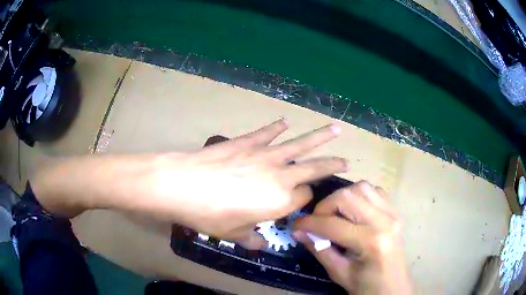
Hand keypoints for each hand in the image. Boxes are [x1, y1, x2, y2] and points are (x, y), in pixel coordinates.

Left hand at [144, 119, 347, 248]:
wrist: (181, 185)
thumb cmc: (209, 215)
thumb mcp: (233, 234)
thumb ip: (251, 239)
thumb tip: (258, 245)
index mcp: (280, 200)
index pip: (303, 197)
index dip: (303, 200)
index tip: (298, 203)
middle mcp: (280, 174)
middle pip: (314, 167)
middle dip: (332, 164)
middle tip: (347, 161)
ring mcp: (264, 155)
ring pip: (300, 144)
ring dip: (320, 137)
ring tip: (336, 129)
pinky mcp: (246, 142)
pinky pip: (267, 133)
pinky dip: (276, 127)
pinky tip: (284, 121)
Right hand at [293, 181, 411, 293]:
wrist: (394, 288)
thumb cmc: (367, 286)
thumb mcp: (339, 273)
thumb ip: (319, 250)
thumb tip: (298, 232)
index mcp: (371, 242)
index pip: (332, 224)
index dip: (308, 223)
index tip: (294, 225)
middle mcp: (384, 221)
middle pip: (347, 196)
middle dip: (324, 206)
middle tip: (316, 222)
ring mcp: (392, 213)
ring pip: (361, 188)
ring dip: (342, 198)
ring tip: (334, 215)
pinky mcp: (395, 212)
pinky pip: (374, 192)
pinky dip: (359, 196)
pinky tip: (353, 212)